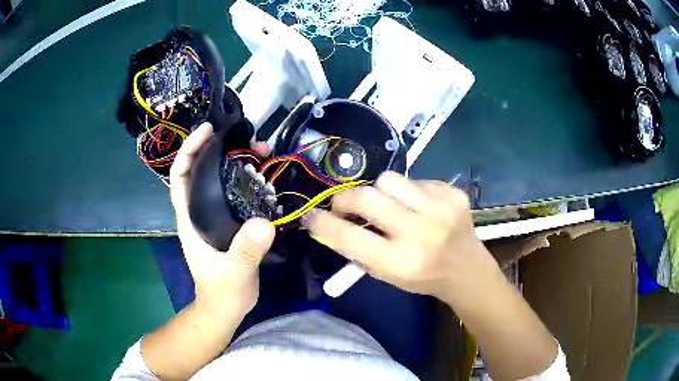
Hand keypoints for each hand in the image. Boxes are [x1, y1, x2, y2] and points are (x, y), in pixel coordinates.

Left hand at [169, 122, 274, 314]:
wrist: (226, 307)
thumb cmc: (223, 292)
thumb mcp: (234, 274)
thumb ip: (245, 252)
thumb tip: (263, 223)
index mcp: (190, 218)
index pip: (180, 175)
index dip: (189, 149)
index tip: (208, 130)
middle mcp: (199, 210)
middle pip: (202, 170)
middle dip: (220, 149)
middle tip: (248, 140)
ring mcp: (215, 215)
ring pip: (221, 178)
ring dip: (238, 161)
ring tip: (262, 152)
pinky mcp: (230, 221)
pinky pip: (236, 191)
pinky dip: (249, 178)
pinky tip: (266, 175)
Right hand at [304, 171, 497, 300]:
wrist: (467, 269)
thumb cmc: (422, 277)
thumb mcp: (386, 275)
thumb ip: (357, 250)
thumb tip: (328, 223)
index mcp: (400, 261)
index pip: (348, 236)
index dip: (323, 223)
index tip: (311, 215)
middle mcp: (420, 232)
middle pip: (366, 197)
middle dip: (346, 199)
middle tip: (343, 205)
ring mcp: (440, 208)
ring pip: (388, 180)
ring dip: (380, 193)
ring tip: (388, 206)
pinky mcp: (452, 193)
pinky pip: (415, 180)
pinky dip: (408, 193)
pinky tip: (419, 207)